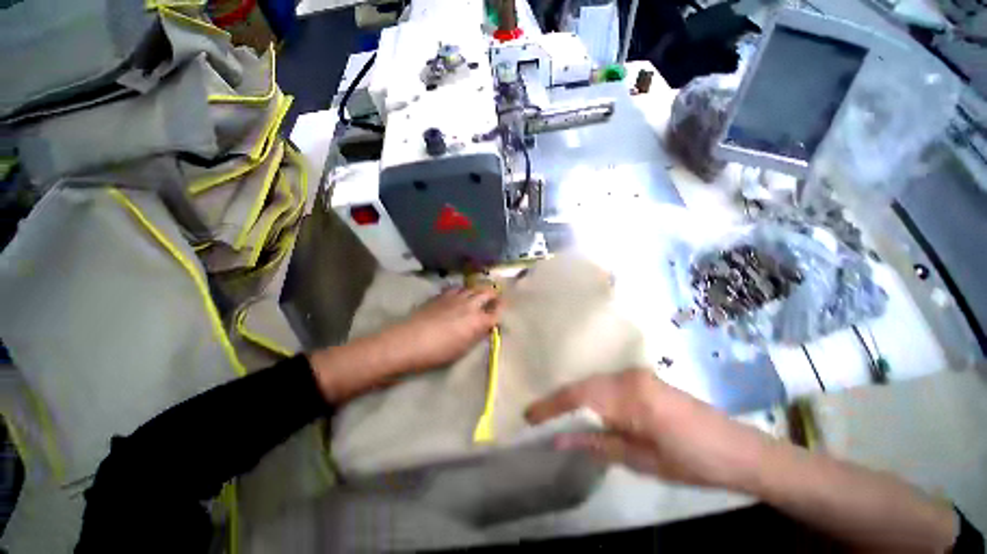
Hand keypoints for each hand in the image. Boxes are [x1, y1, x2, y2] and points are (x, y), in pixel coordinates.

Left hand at [378, 286, 501, 371]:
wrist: (411, 341)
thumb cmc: (439, 351)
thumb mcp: (463, 348)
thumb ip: (476, 334)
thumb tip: (483, 326)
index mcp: (478, 320)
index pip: (497, 311)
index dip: (502, 308)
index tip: (504, 307)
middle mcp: (470, 305)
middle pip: (487, 293)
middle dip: (493, 294)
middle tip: (494, 298)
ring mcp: (456, 297)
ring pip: (472, 287)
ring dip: (478, 290)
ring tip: (478, 294)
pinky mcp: (442, 295)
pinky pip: (457, 288)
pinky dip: (463, 290)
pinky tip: (460, 294)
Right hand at [525, 370, 772, 489]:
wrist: (738, 449)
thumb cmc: (693, 462)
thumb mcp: (642, 461)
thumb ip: (598, 444)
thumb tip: (559, 439)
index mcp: (630, 397)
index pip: (579, 398)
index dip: (552, 407)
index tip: (529, 417)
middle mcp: (628, 377)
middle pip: (582, 386)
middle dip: (558, 401)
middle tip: (537, 417)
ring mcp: (636, 374)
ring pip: (592, 382)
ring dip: (573, 397)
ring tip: (555, 415)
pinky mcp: (642, 378)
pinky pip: (606, 383)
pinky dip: (590, 395)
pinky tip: (584, 408)